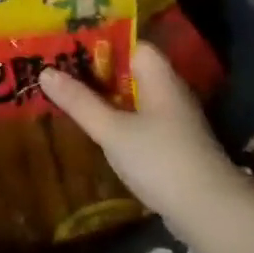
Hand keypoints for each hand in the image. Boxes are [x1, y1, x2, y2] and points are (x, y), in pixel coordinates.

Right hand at [38, 39, 250, 224]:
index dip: (103, 42)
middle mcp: (169, 93)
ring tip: (66, 94)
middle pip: (131, 71)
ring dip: (103, 96)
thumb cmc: (160, 160)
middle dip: (96, 70)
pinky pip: (137, 120)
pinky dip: (114, 118)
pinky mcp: (169, 145)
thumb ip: (80, 102)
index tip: (68, 43)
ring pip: (133, 98)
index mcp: (160, 79)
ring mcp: (172, 121)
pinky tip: (93, 126)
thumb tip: (45, 72)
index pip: (134, 45)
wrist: (208, 210)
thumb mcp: (112, 130)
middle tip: (56, 68)